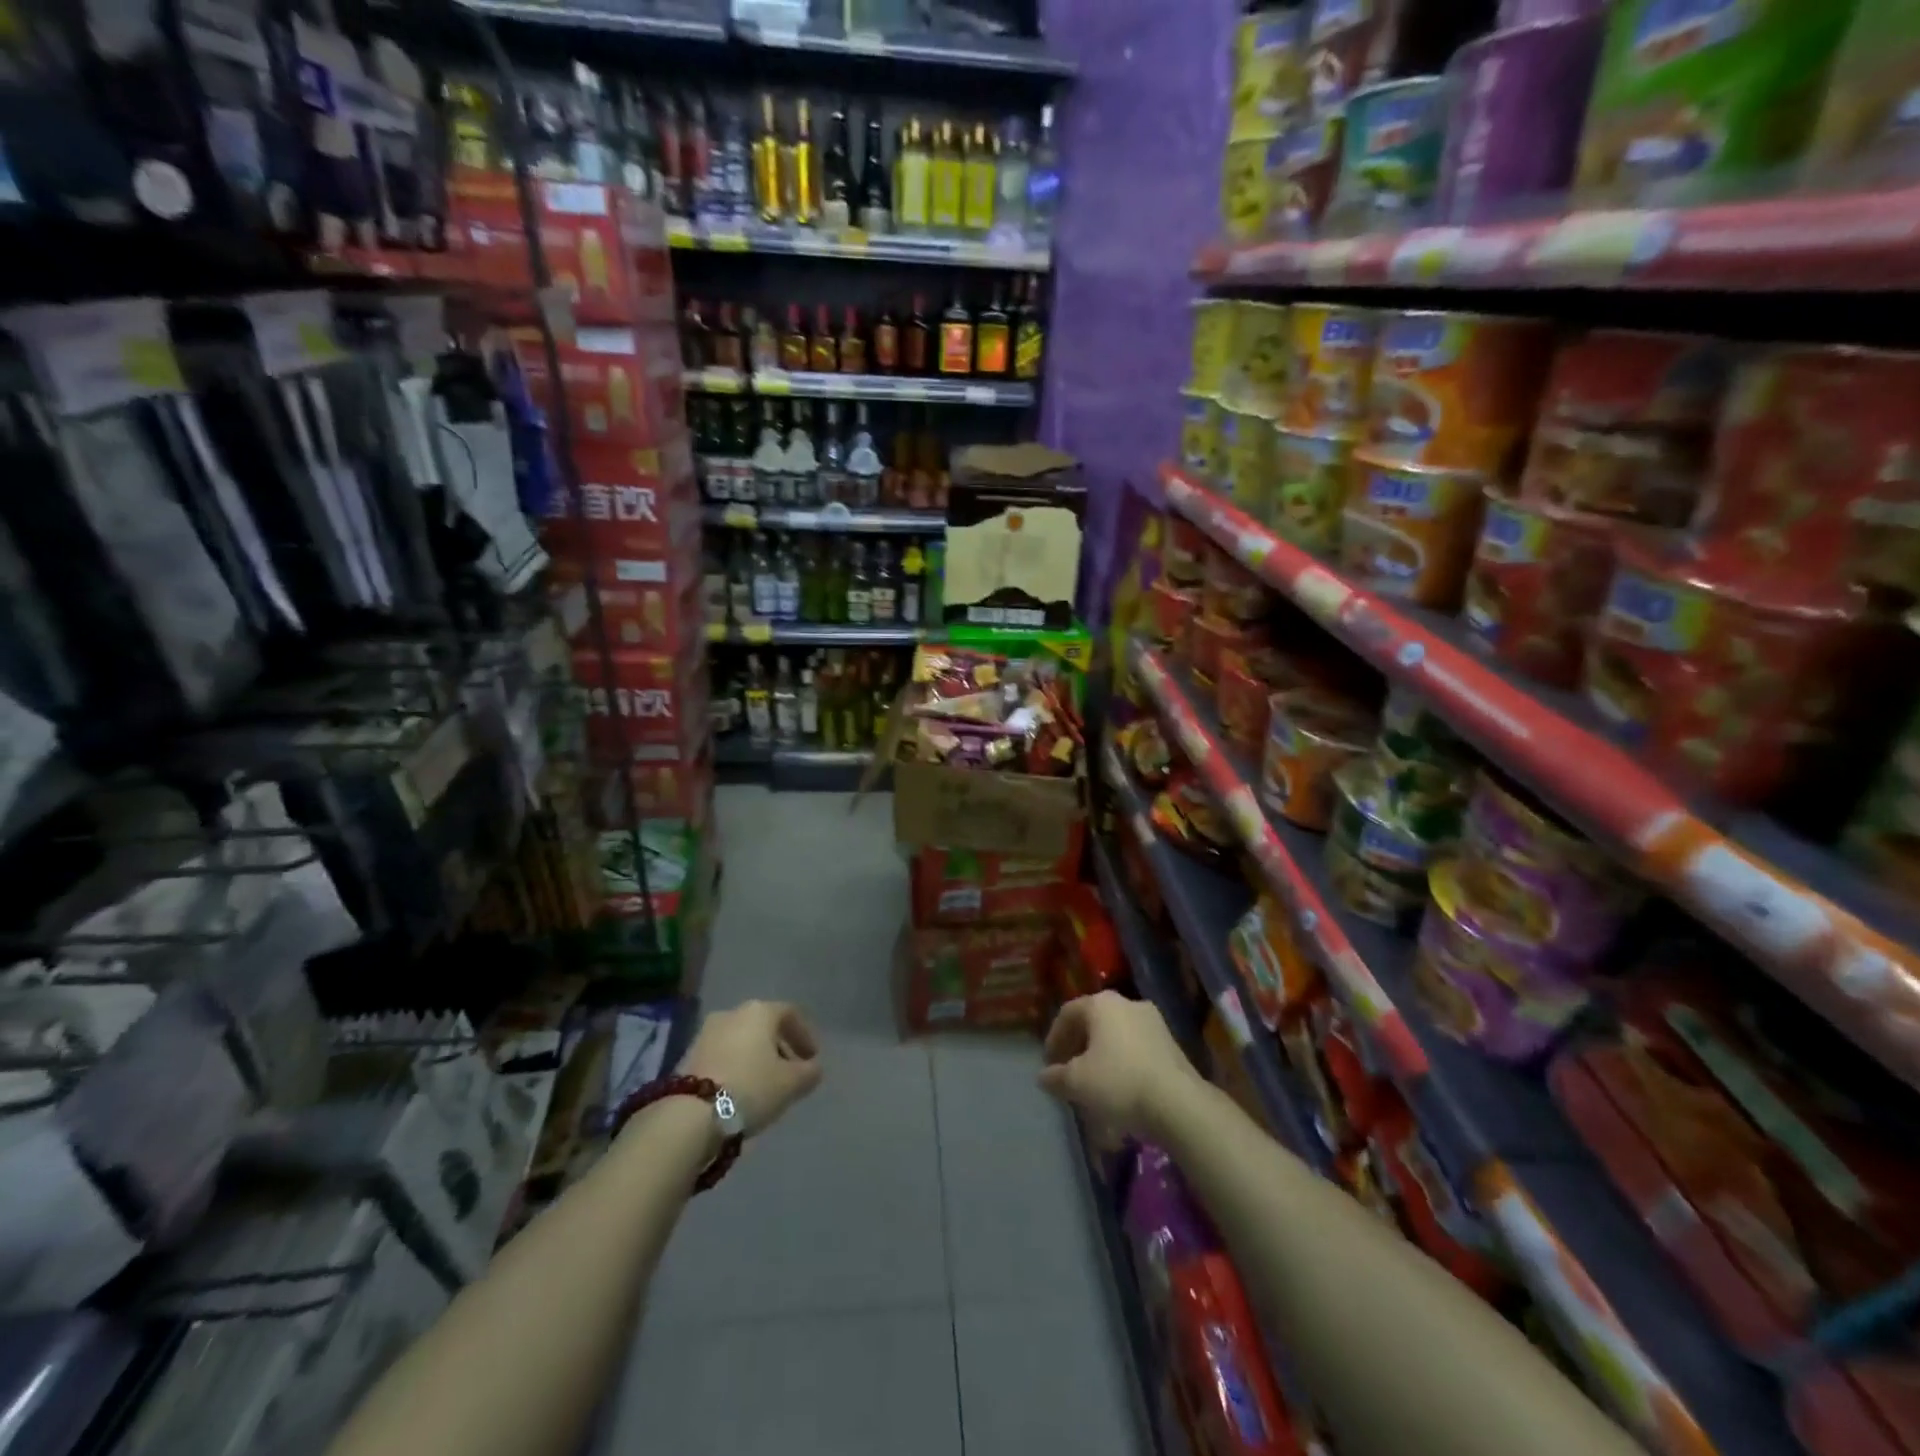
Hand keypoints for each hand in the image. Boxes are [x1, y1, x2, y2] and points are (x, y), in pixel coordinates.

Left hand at [679, 1000, 822, 1137]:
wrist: (690, 1114)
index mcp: (760, 1011)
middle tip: (790, 1071)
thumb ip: (809, 1072)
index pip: (790, 1013)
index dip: (805, 1034)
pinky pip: (722, 1055)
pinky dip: (736, 1066)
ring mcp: (706, 1032)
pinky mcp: (688, 1055)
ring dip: (756, 1057)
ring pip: (741, 1040)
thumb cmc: (750, 1088)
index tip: (812, 1058)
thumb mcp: (791, 1084)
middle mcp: (732, 1013)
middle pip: (763, 1025)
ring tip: (764, 1085)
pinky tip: (740, 1090)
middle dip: (779, 1046)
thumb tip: (813, 1068)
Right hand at [1038, 992, 1199, 1137]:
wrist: (1177, 1102)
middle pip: (1093, 1021)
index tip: (1049, 1062)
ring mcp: (1153, 1021)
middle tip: (1068, 1070)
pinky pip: (1136, 1046)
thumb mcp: (1077, 1082)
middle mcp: (1127, 1003)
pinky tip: (1120, 1085)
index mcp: (1101, 1003)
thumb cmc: (1118, 1082)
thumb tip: (1044, 1076)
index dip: (1054, 1037)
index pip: (1068, 1013)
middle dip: (1078, 1045)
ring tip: (1094, 1080)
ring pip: (1116, 1033)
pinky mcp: (1171, 1042)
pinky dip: (1122, 1060)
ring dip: (1101, 1053)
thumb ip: (1056, 1076)